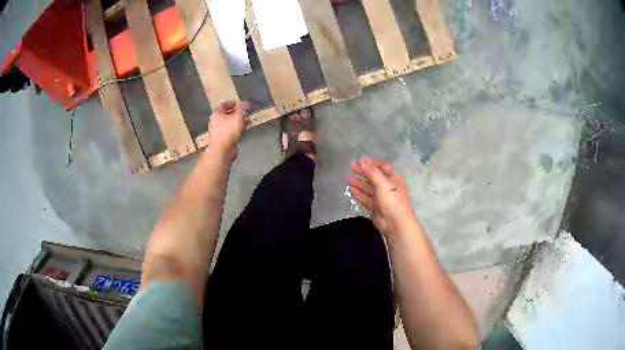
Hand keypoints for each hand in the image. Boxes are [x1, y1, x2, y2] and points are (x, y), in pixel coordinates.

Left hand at [207, 100, 250, 152]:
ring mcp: (217, 131)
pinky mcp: (221, 140)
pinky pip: (229, 132)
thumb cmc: (228, 131)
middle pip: (226, 114)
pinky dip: (236, 129)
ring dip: (237, 122)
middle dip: (236, 113)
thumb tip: (247, 103)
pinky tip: (242, 131)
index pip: (223, 104)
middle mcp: (215, 121)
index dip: (231, 103)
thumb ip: (243, 109)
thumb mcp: (238, 117)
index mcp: (217, 113)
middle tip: (244, 113)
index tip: (239, 103)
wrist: (221, 150)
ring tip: (246, 122)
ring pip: (228, 123)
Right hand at [348, 157, 416, 235]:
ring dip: (358, 183)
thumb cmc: (392, 201)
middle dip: (363, 172)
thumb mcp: (383, 184)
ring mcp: (381, 198)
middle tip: (350, 168)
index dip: (371, 163)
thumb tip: (362, 162)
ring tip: (346, 179)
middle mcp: (388, 187)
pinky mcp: (376, 208)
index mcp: (394, 179)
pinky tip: (350, 190)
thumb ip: (372, 172)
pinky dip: (358, 194)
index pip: (382, 167)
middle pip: (374, 177)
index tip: (359, 161)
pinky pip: (365, 199)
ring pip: (368, 188)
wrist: (396, 224)